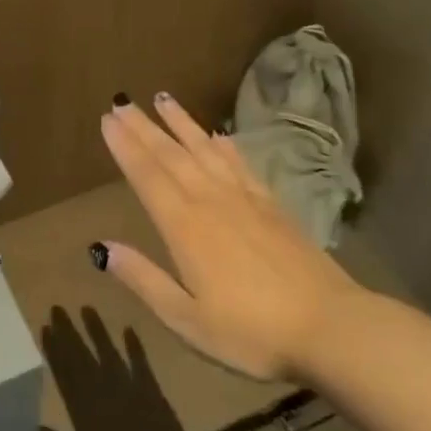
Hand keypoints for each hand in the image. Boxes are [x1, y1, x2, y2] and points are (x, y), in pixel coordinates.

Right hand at [39, 307, 188, 430]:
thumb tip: (35, 424)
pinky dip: (135, 348)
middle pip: (83, 358)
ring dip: (97, 332)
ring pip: (109, 355)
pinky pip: (142, 366)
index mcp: (84, 413)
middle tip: (58, 308)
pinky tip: (128, 329)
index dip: (55, 350)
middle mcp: (103, 396)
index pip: (65, 373)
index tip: (45, 327)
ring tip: (87, 308)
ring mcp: (129, 392)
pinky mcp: (152, 396)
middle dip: (69, 332)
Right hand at [97, 94, 365, 381]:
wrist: (329, 326)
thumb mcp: (186, 319)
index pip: (147, 176)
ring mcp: (244, 198)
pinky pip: (240, 163)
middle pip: (170, 155)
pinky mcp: (272, 204)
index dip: (125, 147)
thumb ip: (144, 279)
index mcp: (184, 226)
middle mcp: (210, 200)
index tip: (107, 120)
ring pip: (204, 150)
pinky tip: (216, 135)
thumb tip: (102, 248)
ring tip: (162, 99)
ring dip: (181, 123)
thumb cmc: (250, 332)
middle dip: (144, 128)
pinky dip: (224, 145)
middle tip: (122, 103)